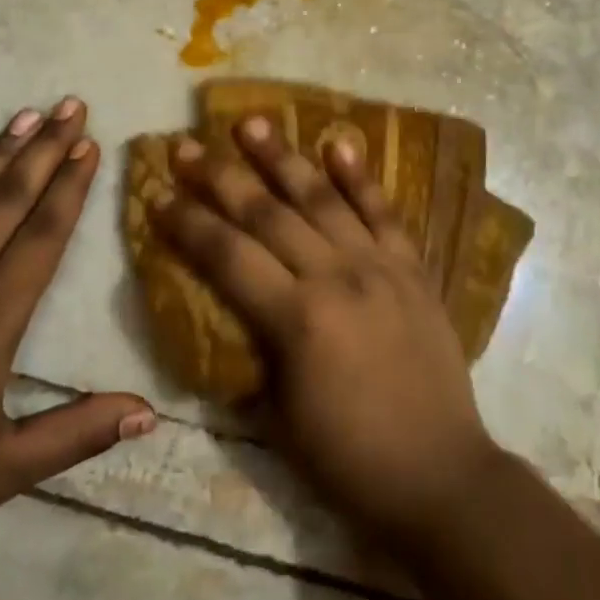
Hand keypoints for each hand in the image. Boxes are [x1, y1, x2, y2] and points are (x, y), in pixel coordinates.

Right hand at [152, 117, 505, 547]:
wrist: (439, 476)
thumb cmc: (347, 459)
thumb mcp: (277, 414)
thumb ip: (253, 350)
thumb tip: (232, 307)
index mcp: (297, 320)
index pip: (228, 256)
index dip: (189, 224)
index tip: (159, 194)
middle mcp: (336, 278)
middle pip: (268, 214)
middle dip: (222, 178)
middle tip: (189, 146)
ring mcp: (380, 267)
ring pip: (322, 199)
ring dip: (283, 159)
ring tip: (253, 123)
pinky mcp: (413, 269)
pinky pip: (384, 212)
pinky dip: (361, 177)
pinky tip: (339, 143)